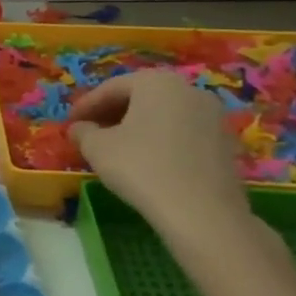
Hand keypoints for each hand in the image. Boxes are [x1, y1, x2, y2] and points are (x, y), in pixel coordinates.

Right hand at [67, 71, 266, 261]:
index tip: (70, 122)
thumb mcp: (97, 147)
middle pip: (140, 97)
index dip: (86, 105)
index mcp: (156, 82)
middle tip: (90, 131)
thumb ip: (83, 131)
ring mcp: (213, 116)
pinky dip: (160, 140)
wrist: (203, 214)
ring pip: (163, 115)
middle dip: (112, 113)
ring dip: (137, 127)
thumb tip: (80, 128)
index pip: (111, 88)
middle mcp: (189, 89)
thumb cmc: (141, 168)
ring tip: (116, 147)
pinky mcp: (225, 143)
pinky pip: (182, 133)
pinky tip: (146, 160)